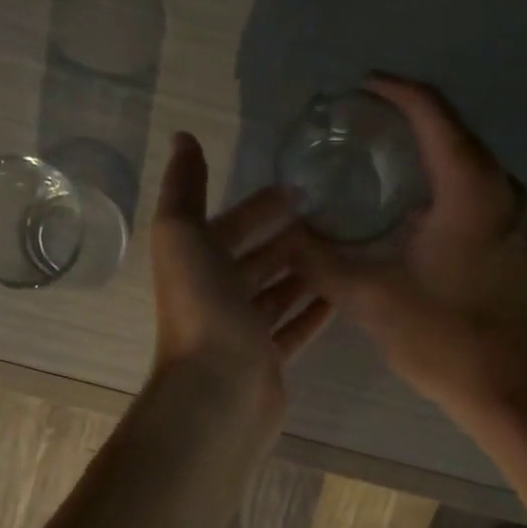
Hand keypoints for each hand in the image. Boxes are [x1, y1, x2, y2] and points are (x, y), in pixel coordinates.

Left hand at [150, 132, 331, 414]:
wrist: (219, 389)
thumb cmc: (202, 308)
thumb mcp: (182, 235)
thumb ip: (184, 188)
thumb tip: (184, 138)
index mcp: (197, 264)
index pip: (231, 226)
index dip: (259, 206)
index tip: (299, 188)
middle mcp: (219, 296)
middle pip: (258, 259)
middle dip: (288, 238)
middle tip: (333, 218)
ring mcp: (245, 331)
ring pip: (279, 293)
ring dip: (305, 273)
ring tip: (345, 250)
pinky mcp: (269, 359)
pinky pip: (295, 328)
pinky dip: (314, 311)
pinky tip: (342, 295)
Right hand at [281, 75, 526, 429]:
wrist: (513, 391)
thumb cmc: (445, 339)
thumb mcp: (371, 297)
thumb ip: (321, 260)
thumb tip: (285, 235)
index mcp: (470, 186)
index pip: (430, 111)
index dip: (392, 91)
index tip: (358, 88)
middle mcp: (503, 188)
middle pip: (453, 132)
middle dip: (406, 121)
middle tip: (358, 128)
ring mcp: (517, 217)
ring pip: (467, 166)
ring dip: (425, 158)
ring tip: (378, 166)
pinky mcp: (518, 245)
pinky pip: (477, 195)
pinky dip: (443, 189)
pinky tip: (410, 215)